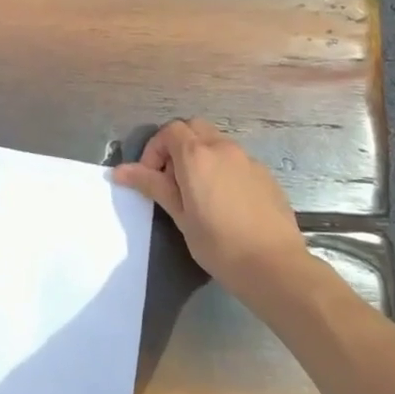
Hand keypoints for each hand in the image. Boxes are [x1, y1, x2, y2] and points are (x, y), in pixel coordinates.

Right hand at [113, 119, 308, 296]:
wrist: (274, 265)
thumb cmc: (219, 244)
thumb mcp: (179, 215)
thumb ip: (152, 186)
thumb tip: (120, 171)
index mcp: (197, 155)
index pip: (170, 131)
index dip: (155, 149)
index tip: (152, 178)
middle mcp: (223, 148)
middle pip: (193, 128)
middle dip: (177, 146)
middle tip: (172, 180)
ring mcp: (247, 159)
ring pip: (216, 141)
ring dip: (200, 155)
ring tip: (197, 192)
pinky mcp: (264, 174)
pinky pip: (235, 159)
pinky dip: (221, 167)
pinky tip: (224, 201)